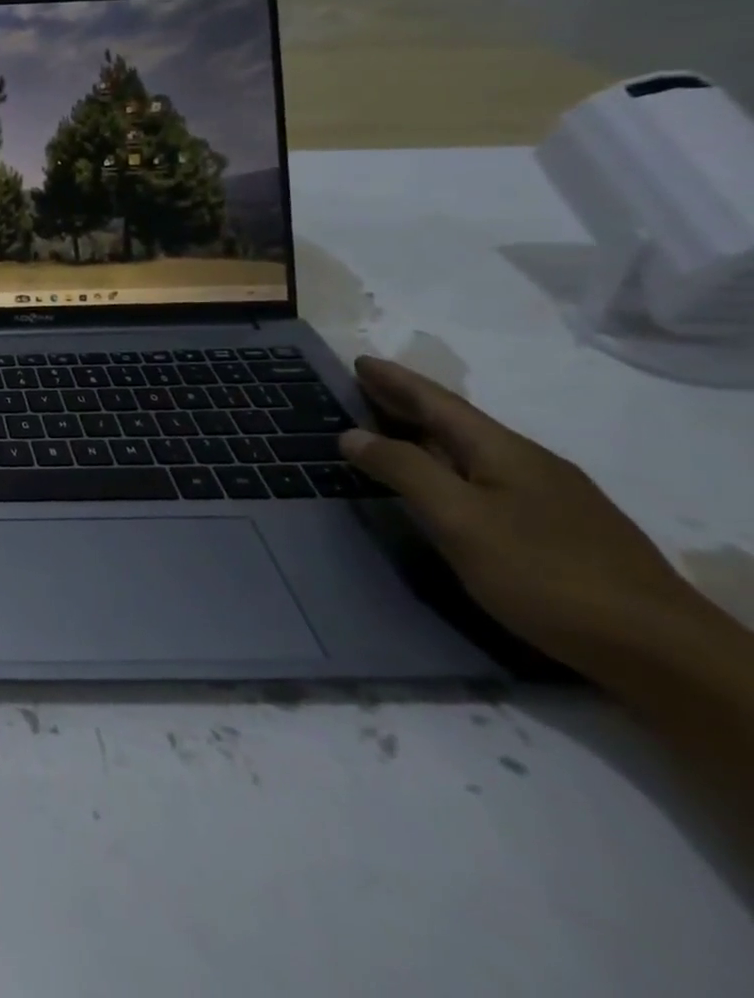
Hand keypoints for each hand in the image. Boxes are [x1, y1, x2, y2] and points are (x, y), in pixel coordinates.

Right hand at [338, 356, 702, 672]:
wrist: (657, 649)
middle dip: (408, 403)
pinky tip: (443, 484)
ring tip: (390, 432)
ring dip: (427, 436)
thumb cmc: (543, 572)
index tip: (360, 361)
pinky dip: (449, 466)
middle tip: (364, 388)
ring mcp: (550, 499)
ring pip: (472, 452)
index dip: (396, 382)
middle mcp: (529, 464)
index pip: (438, 403)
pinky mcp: (558, 530)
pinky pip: (486, 479)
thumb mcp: (459, 519)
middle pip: (457, 423)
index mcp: (503, 451)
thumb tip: (352, 434)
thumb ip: (404, 470)